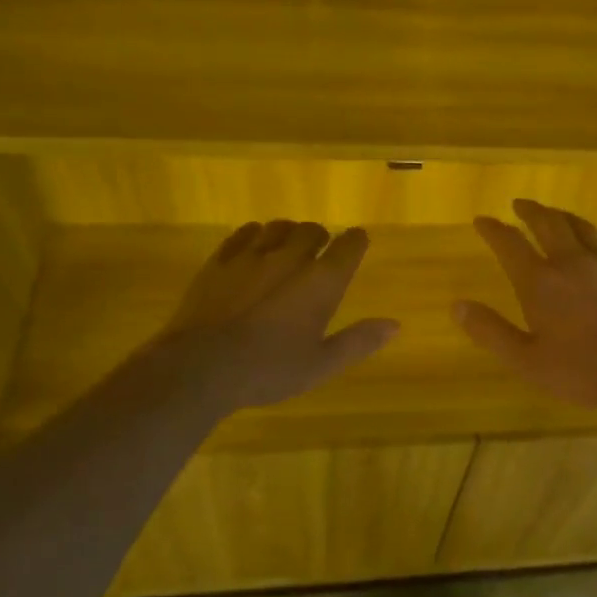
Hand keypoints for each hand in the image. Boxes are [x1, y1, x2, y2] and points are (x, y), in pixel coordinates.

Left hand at [133, 220, 398, 414]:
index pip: (348, 246)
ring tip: (287, 247)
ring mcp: (252, 256)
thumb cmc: (269, 369)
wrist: (202, 366)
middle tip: (320, 251)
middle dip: (321, 237)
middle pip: (312, 230)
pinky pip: (244, 233)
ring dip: (289, 233)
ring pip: (278, 227)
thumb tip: (394, 325)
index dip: (356, 241)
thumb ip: (358, 341)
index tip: (358, 241)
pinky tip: (254, 246)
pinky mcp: (220, 261)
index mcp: (321, 282)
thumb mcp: (321, 364)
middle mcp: (290, 258)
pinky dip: (256, 235)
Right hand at [453, 198, 596, 417]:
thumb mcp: (525, 360)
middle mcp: (571, 261)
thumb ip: (490, 331)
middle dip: (530, 211)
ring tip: (553, 213)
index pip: (509, 243)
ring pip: (581, 226)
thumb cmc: (580, 370)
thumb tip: (457, 305)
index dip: (492, 229)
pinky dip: (596, 237)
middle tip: (519, 204)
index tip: (481, 221)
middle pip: (548, 223)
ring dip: (562, 215)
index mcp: (540, 281)